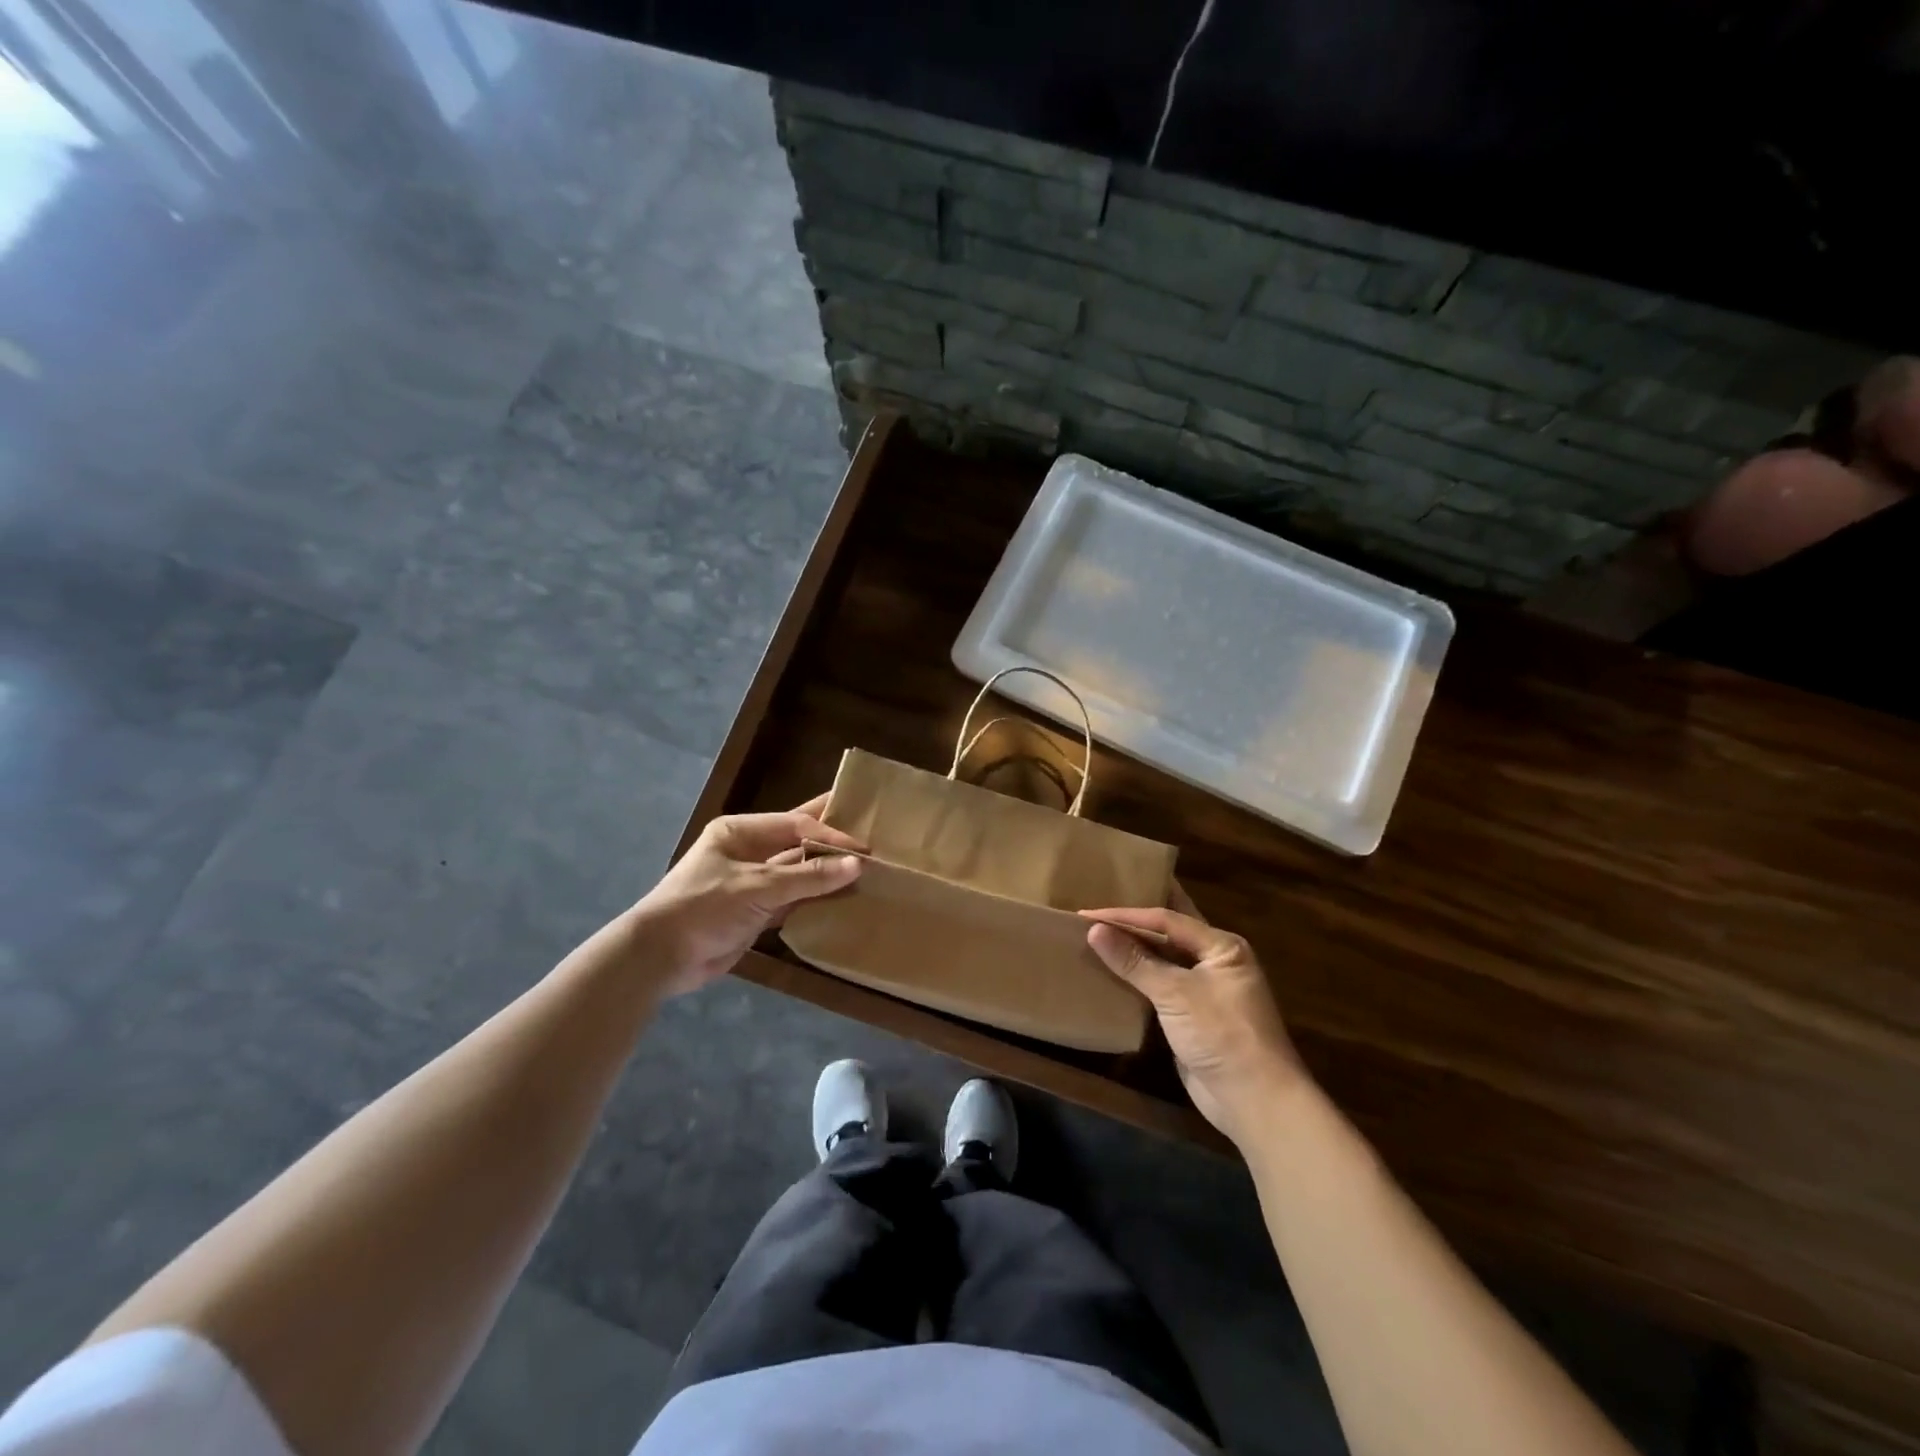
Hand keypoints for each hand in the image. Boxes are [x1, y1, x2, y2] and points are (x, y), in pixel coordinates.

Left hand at [629, 794, 863, 996]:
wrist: (660, 957)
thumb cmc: (704, 906)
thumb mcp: (759, 887)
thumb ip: (809, 877)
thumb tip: (857, 865)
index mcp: (740, 832)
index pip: (795, 825)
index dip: (830, 834)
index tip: (863, 847)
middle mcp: (747, 851)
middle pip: (796, 841)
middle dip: (829, 839)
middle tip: (868, 833)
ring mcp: (751, 883)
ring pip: (797, 872)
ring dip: (825, 874)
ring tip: (865, 870)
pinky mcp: (754, 912)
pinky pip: (792, 900)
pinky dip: (814, 900)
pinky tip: (841, 899)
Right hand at [1083, 886, 1305, 1147]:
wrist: (1255, 1101)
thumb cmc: (1222, 1035)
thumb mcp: (1176, 994)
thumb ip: (1135, 961)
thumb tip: (1093, 930)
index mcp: (1221, 946)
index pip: (1167, 919)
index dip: (1125, 915)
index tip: (1087, 913)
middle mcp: (1216, 961)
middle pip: (1168, 933)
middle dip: (1134, 923)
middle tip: (1095, 911)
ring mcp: (1205, 989)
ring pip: (1163, 959)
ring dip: (1133, 951)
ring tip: (1096, 937)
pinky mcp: (1193, 1015)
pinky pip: (1160, 986)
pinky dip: (1137, 978)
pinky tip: (1111, 973)